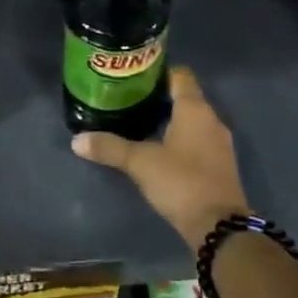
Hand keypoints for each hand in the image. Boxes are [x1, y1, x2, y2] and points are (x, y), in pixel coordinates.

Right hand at [71, 66, 248, 249]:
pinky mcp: (221, 164)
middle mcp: (211, 119)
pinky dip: (182, 139)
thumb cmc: (180, 182)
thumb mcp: (140, 163)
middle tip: (130, 100)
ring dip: (171, 120)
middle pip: (186, 97)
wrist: (219, 226)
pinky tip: (161, 150)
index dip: (159, 72)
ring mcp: (220, 142)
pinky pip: (199, 140)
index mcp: (194, 109)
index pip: (180, 75)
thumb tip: (77, 140)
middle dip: (160, 97)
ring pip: (193, 120)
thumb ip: (109, 148)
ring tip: (141, 124)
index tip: (136, 77)